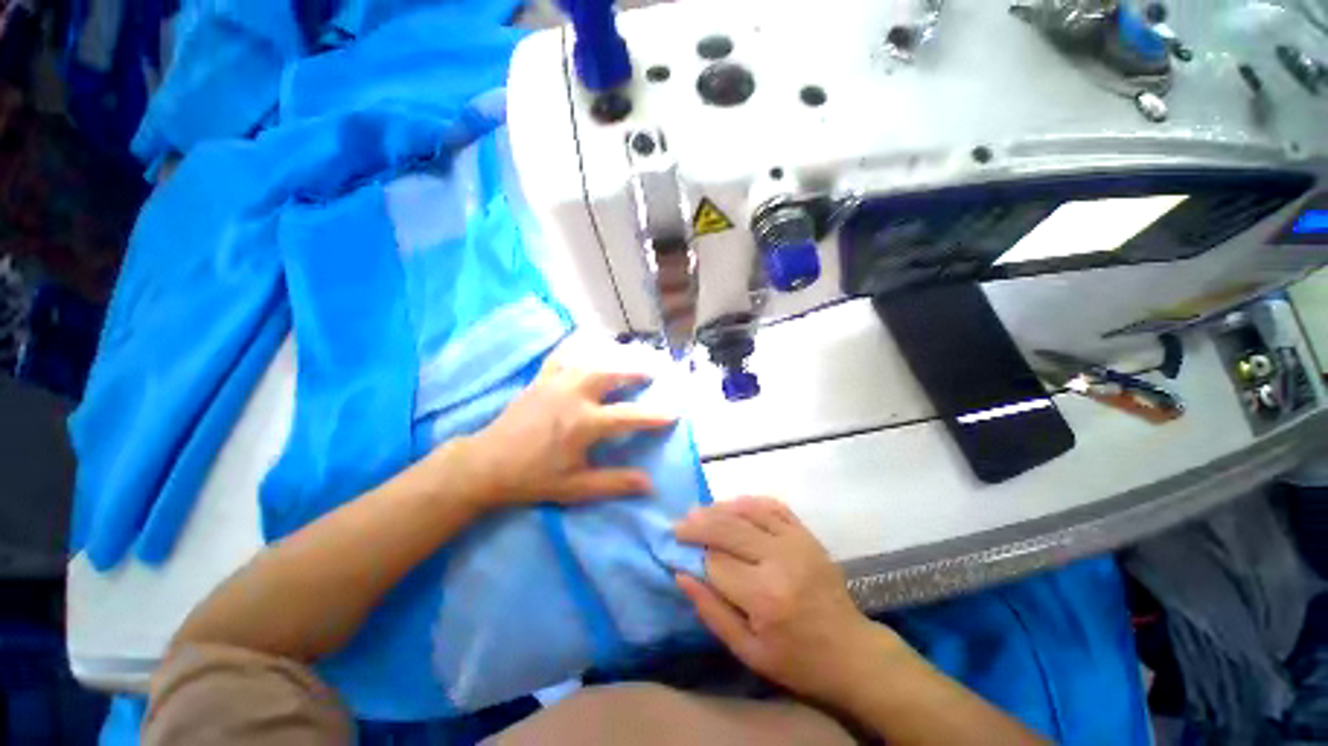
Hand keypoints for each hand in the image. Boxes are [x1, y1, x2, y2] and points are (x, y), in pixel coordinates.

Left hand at [457, 336, 677, 508]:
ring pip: (591, 362)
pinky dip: (575, 350)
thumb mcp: (576, 487)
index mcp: (585, 423)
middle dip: (635, 373)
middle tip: (651, 372)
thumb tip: (649, 484)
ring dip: (612, 361)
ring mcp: (556, 383)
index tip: (674, 413)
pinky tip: (582, 349)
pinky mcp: (540, 379)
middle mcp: (574, 395)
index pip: (629, 416)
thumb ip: (614, 484)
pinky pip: (562, 357)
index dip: (654, 416)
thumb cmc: (533, 477)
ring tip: (624, 362)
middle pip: (612, 375)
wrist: (486, 464)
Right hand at [674, 497, 910, 705]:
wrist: (851, 651)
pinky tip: (733, 504)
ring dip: (719, 508)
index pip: (716, 562)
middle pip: (728, 528)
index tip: (677, 551)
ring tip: (699, 512)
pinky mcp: (806, 534)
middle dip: (699, 524)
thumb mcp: (748, 651)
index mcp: (764, 596)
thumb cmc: (796, 659)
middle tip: (678, 524)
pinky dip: (749, 502)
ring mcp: (796, 541)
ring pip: (747, 511)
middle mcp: (779, 559)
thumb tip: (681, 575)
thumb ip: (711, 611)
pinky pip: (773, 506)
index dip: (695, 556)